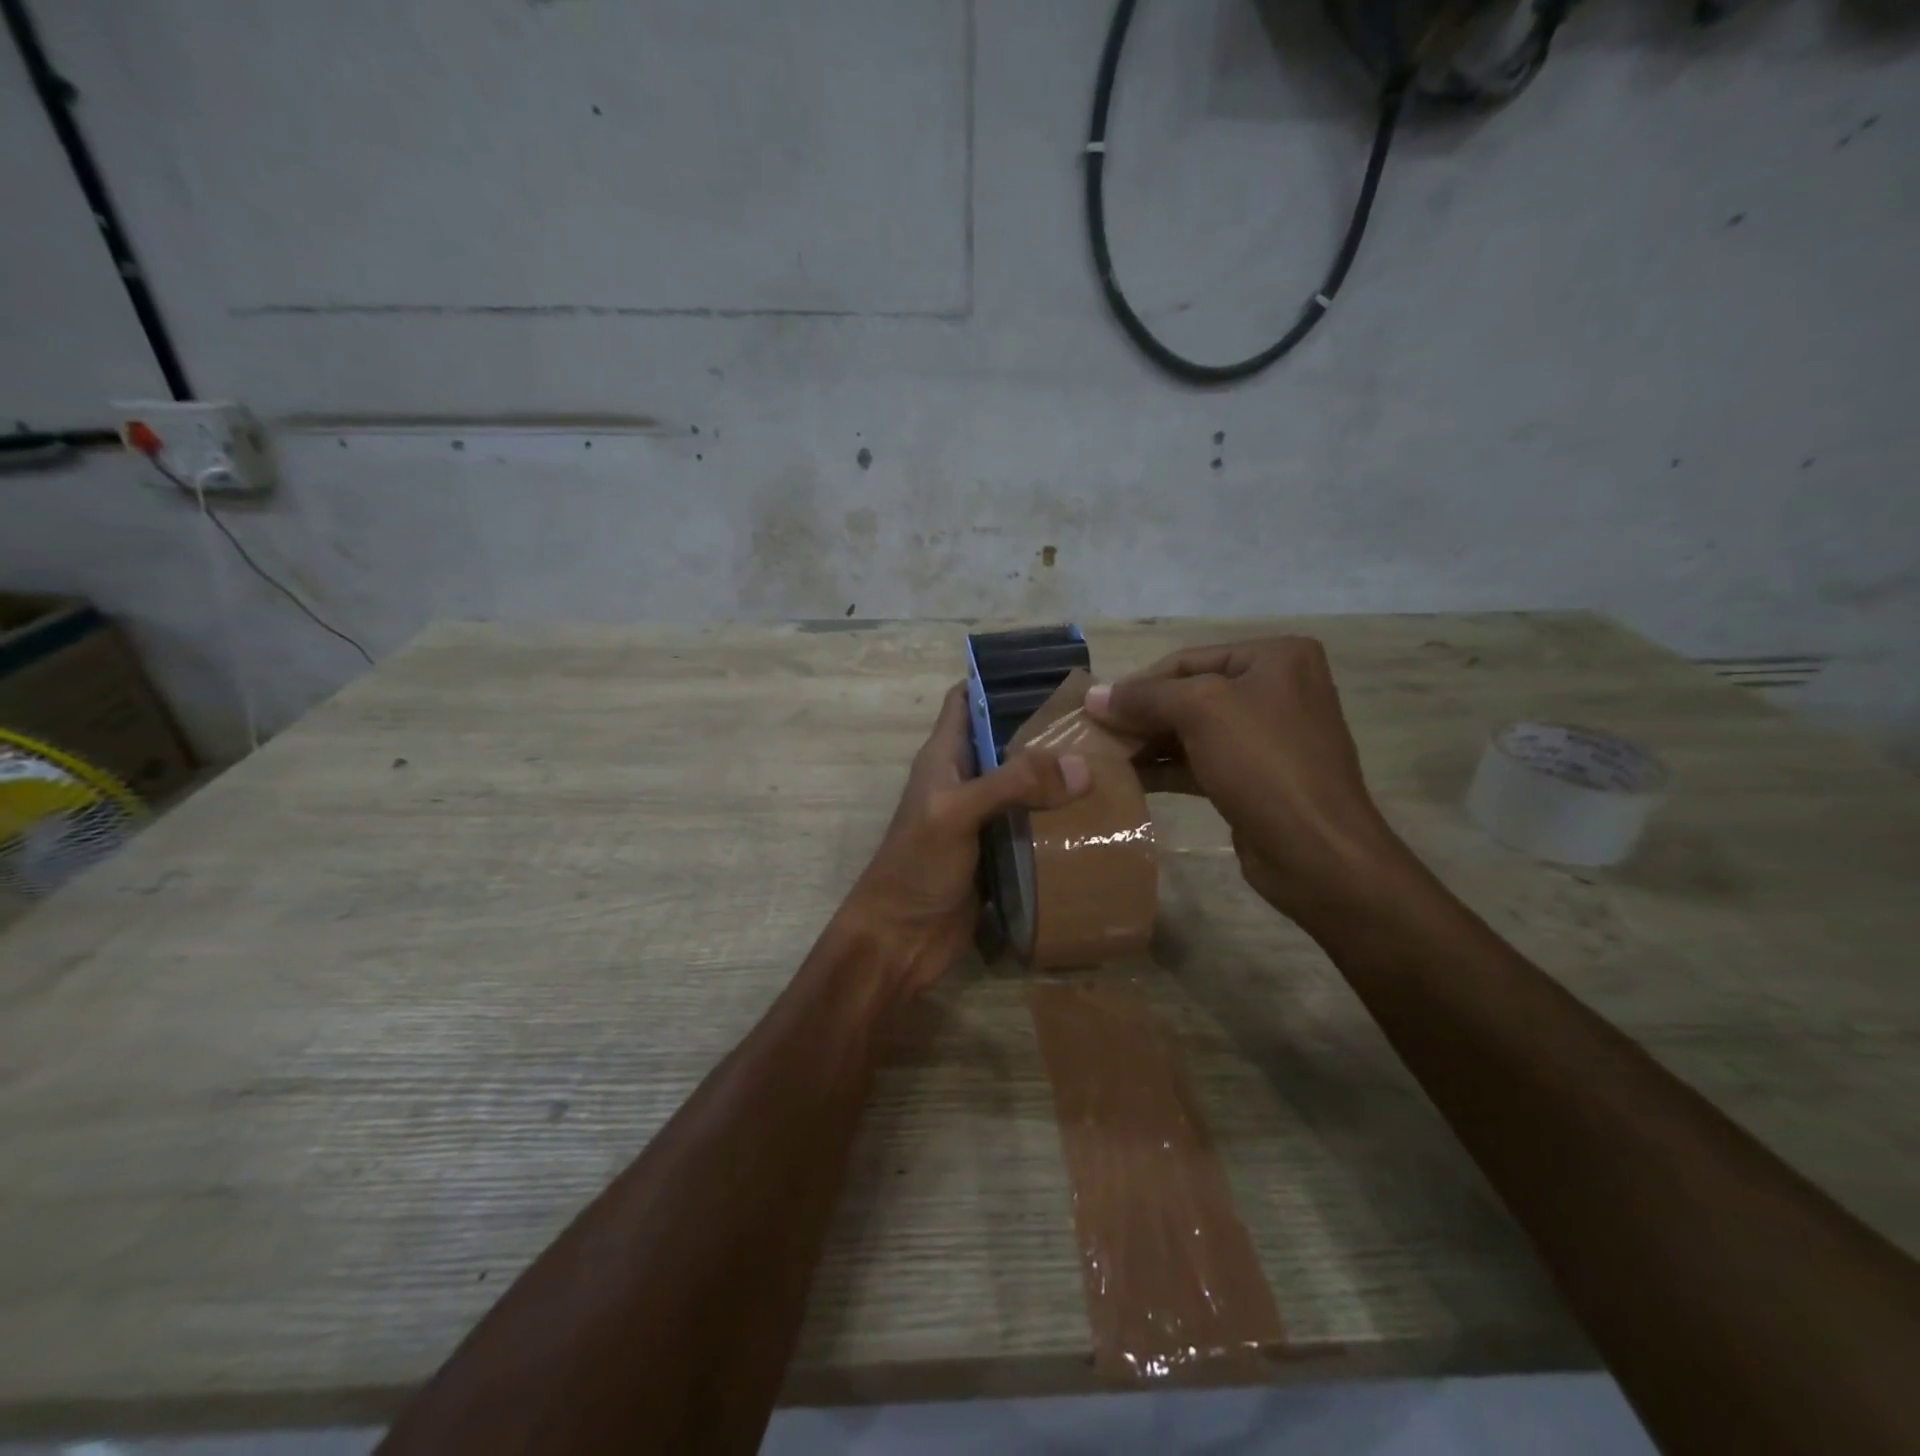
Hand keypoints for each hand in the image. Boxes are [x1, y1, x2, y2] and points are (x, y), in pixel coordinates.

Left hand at [839, 683, 1089, 996]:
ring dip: (1058, 777)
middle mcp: (964, 780)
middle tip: (1100, 722)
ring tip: (1111, 762)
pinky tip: (1096, 814)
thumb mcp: (957, 813)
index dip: (1000, 680)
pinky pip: (1032, 825)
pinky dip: (1059, 818)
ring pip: (1024, 784)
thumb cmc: (916, 867)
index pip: (967, 700)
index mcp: (944, 757)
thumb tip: (1080, 767)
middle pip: (1006, 741)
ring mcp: (982, 819)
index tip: (1051, 672)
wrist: (901, 940)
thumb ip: (1012, 784)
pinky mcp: (999, 853)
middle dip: (1046, 730)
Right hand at [1085, 638, 1411, 929]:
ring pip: (1192, 731)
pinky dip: (1164, 768)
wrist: (1316, 852)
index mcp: (1275, 658)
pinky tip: (1128, 778)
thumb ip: (1145, 697)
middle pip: (1189, 694)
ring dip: (1147, 742)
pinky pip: (1200, 762)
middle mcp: (1275, 689)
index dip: (1137, 682)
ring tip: (1102, 756)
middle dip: (1140, 714)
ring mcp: (1267, 737)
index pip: (1188, 659)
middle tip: (1093, 733)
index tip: (1093, 707)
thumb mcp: (1201, 711)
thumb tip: (1093, 696)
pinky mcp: (1255, 778)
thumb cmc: (1264, 764)